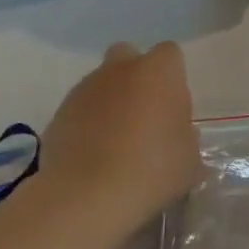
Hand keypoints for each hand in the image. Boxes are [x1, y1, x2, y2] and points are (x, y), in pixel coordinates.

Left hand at [38, 42, 199, 238]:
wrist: (88, 195)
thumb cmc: (152, 171)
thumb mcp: (190, 159)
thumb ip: (185, 137)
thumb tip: (177, 133)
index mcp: (157, 73)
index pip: (169, 53)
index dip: (173, 77)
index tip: (175, 108)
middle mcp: (118, 70)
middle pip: (128, 56)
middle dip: (136, 77)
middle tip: (145, 115)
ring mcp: (83, 89)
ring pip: (101, 83)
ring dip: (111, 102)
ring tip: (117, 143)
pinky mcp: (58, 113)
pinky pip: (80, 109)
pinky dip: (87, 123)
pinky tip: (94, 155)